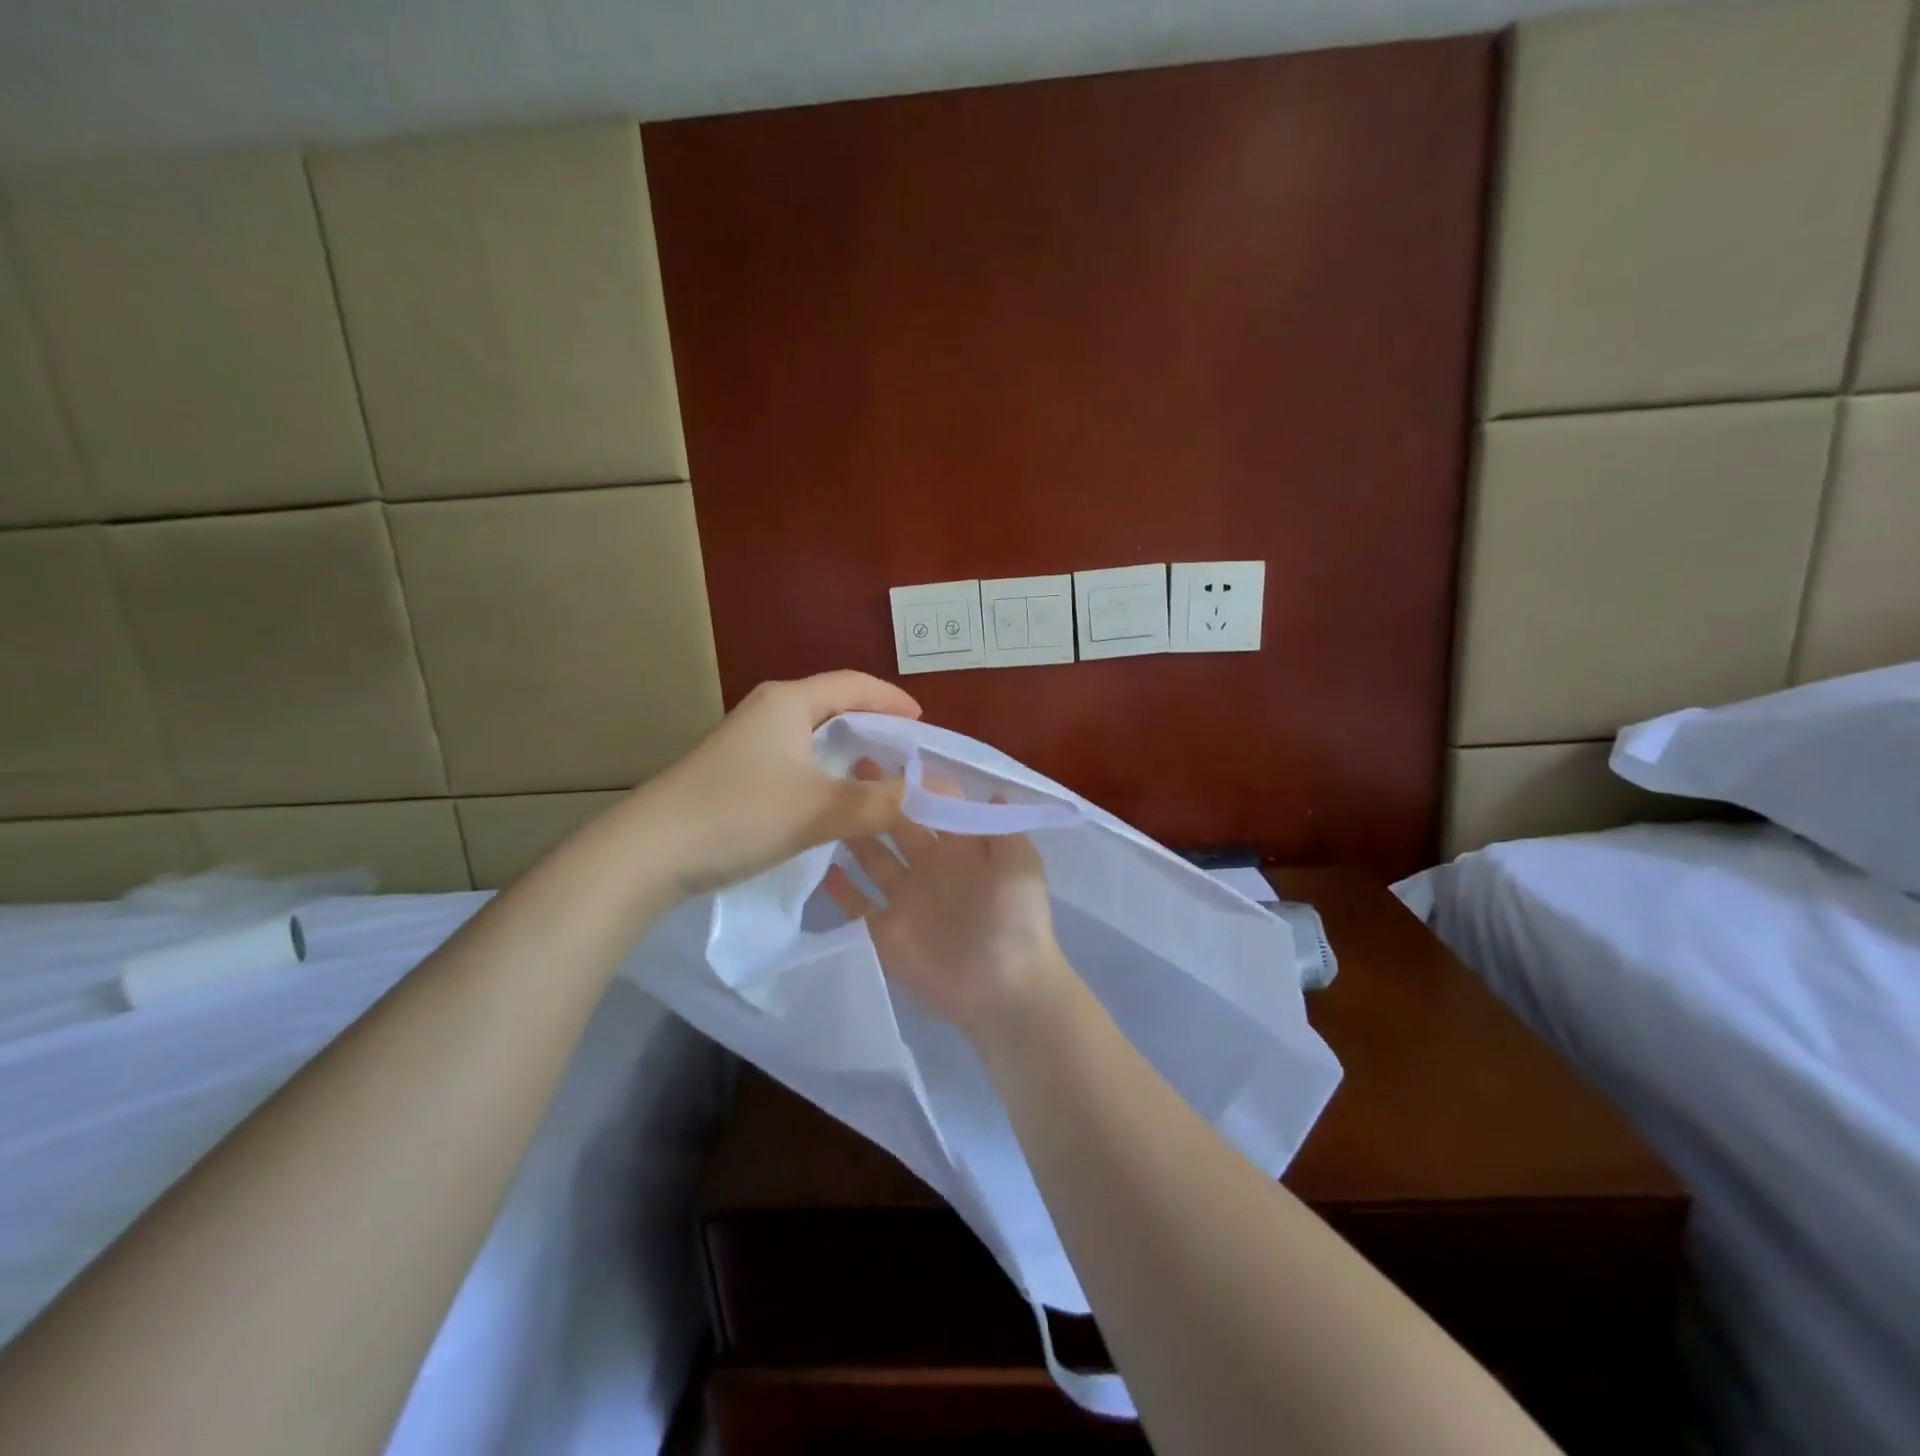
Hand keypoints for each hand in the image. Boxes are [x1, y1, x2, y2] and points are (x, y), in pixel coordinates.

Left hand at [632, 672, 920, 894]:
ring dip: (849, 755)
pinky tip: (834, 802)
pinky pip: (795, 761)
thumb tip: (918, 795)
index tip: (924, 724)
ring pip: (813, 737)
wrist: (648, 852)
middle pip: (835, 707)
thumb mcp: (817, 809)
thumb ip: (875, 802)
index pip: (855, 685)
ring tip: (879, 781)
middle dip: (875, 728)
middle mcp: (768, 710)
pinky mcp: (735, 771)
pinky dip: (824, 774)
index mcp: (789, 702)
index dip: (893, 701)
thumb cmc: (738, 814)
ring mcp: (748, 741)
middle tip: (908, 756)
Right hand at [822, 778, 1074, 1037]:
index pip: (933, 806)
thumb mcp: (1019, 864)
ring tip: (827, 806)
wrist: (1006, 989)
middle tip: (849, 766)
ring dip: (854, 834)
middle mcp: (929, 867)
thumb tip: (991, 789)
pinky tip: (819, 867)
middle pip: (897, 825)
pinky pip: (857, 905)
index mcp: (961, 849)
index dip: (914, 783)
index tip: (888, 756)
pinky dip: (840, 889)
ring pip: (873, 859)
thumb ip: (1001, 827)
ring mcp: (905, 899)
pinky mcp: (885, 932)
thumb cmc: (1016, 920)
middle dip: (877, 798)